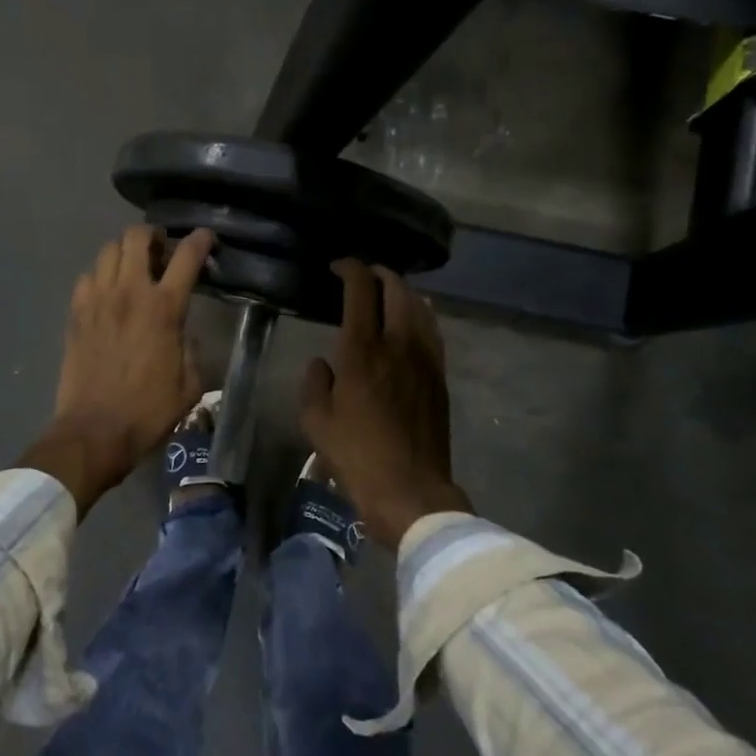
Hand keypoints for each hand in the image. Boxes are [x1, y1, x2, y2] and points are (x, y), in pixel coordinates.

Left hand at [21, 225, 214, 515]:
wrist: (94, 432)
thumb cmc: (148, 411)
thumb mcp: (190, 385)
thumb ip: (191, 350)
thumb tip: (183, 335)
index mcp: (164, 308)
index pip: (186, 257)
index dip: (200, 240)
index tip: (206, 238)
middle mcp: (129, 293)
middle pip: (136, 237)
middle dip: (152, 236)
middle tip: (161, 251)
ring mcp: (97, 300)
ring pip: (108, 250)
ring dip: (125, 253)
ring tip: (133, 268)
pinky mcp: (75, 314)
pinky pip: (86, 277)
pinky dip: (100, 276)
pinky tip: (107, 293)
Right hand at [300, 260, 470, 547]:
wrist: (410, 489)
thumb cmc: (356, 456)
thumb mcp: (316, 421)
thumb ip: (315, 383)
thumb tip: (323, 363)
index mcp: (362, 350)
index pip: (360, 289)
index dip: (349, 268)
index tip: (336, 267)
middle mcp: (398, 343)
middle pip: (397, 288)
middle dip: (379, 272)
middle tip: (363, 275)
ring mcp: (425, 358)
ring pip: (420, 306)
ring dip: (402, 291)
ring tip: (387, 293)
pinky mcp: (439, 376)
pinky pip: (432, 330)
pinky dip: (420, 314)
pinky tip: (412, 321)